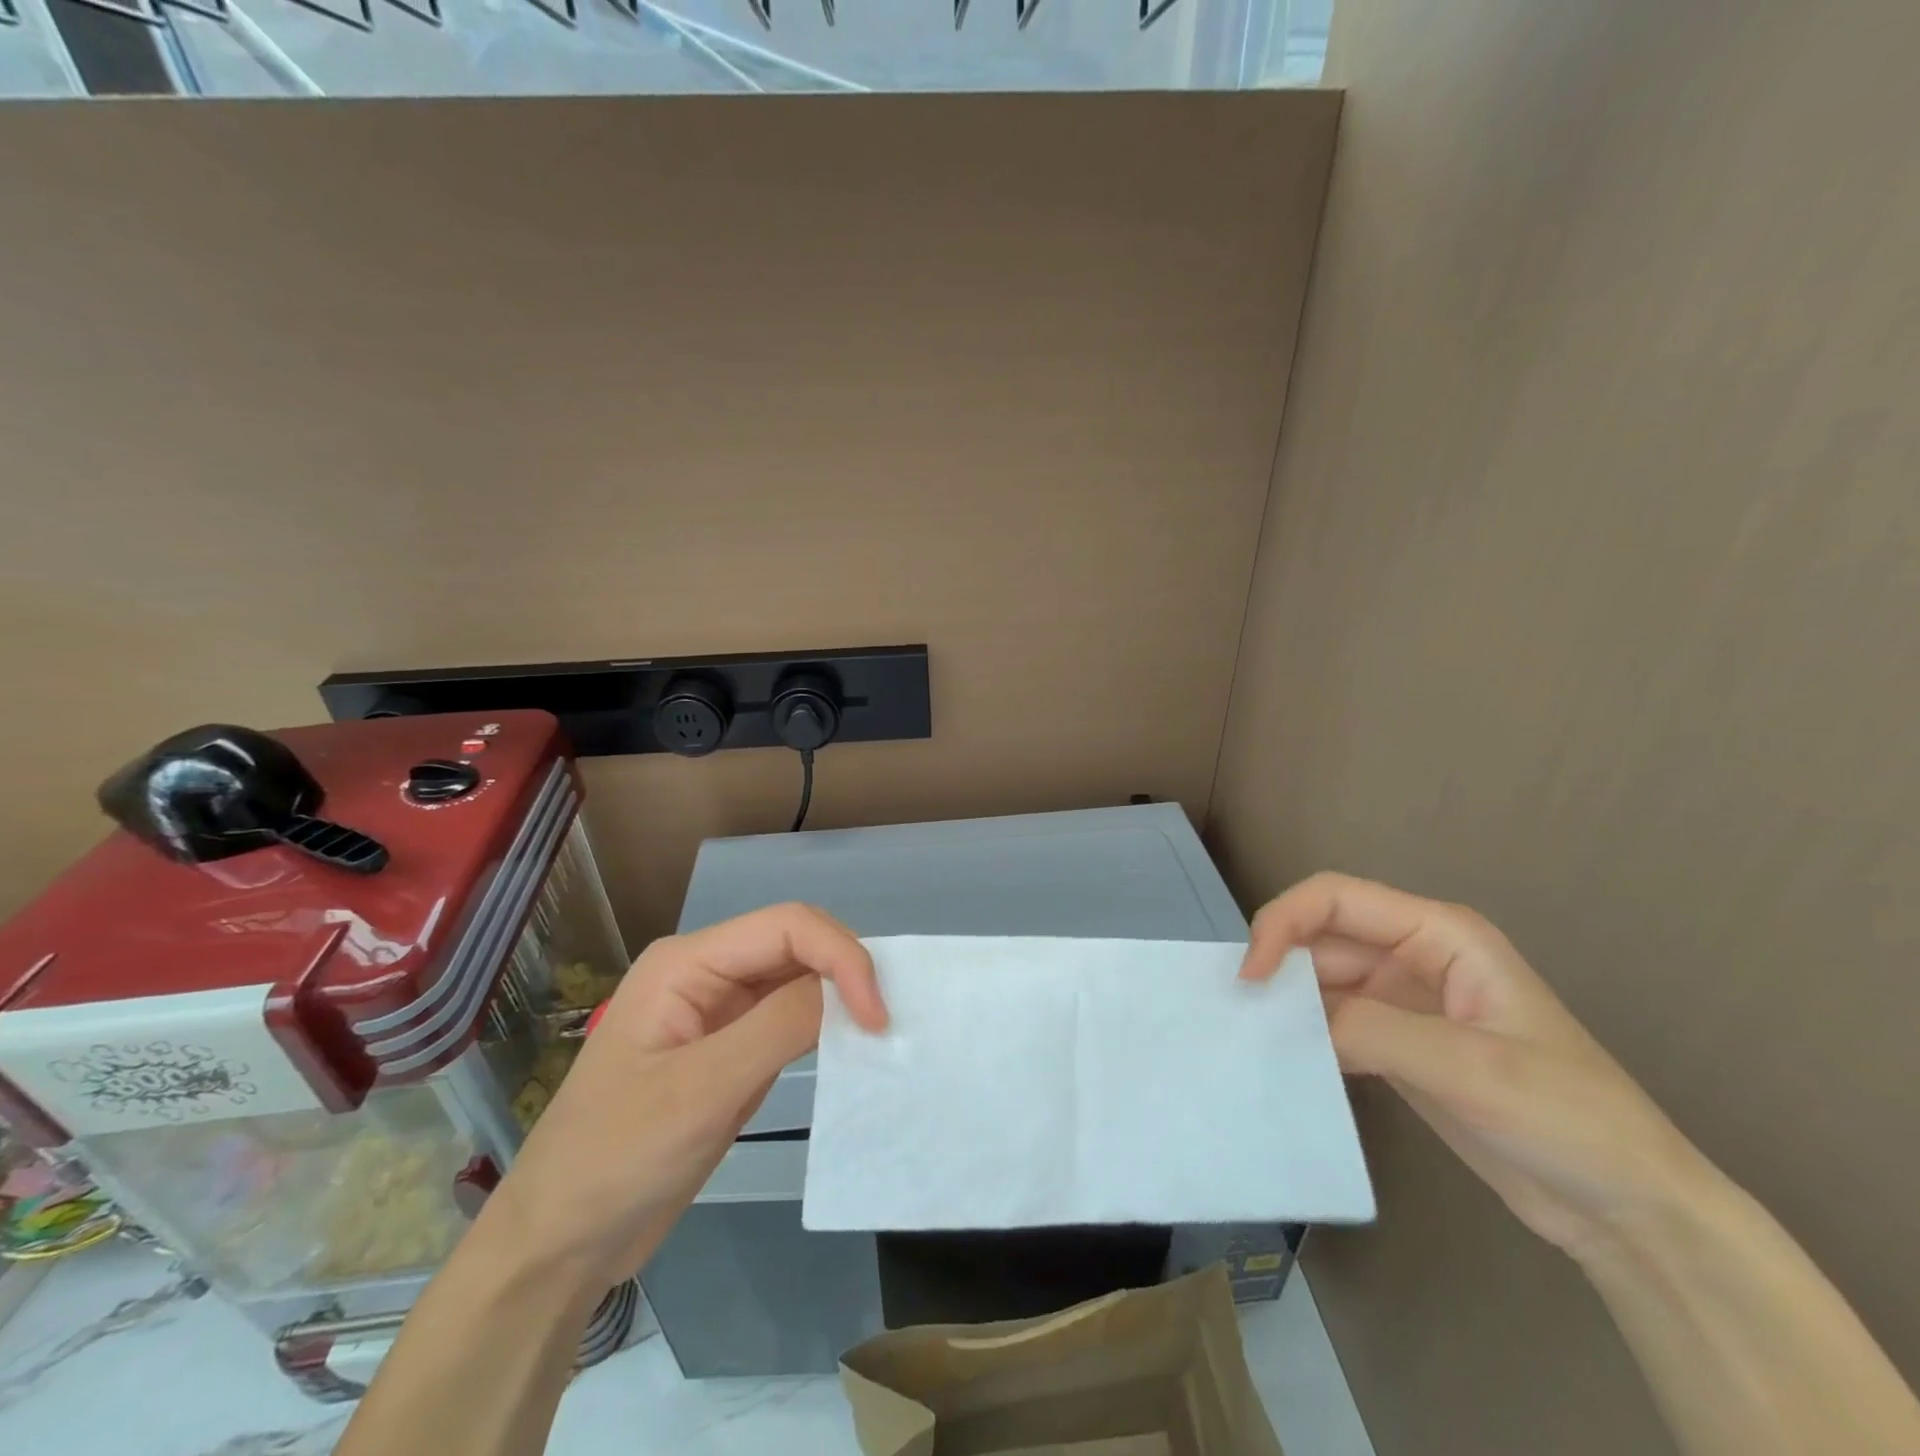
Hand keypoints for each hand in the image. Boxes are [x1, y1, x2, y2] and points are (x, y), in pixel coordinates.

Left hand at [482, 903, 885, 1285]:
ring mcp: (719, 1011)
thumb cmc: (617, 1159)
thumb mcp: (702, 1091)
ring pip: (798, 979)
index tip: (877, 1015)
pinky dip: (825, 1028)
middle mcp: (707, 972)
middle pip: (795, 945)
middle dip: (846, 972)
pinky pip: (790, 1020)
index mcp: (688, 962)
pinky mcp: (731, 1049)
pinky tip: (849, 1050)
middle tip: (886, 1024)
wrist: (559, 1245)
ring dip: (840, 998)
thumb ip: (779, 1026)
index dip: (841, 956)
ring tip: (878, 1034)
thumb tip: (849, 990)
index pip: (787, 926)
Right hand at [1240, 872, 1704, 1258]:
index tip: (1251, 976)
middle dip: (1278, 963)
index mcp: (1439, 935)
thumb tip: (1291, 1019)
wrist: (1629, 1212)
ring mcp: (1404, 1003)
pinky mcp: (1397, 1046)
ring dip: (1286, 1001)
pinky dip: (1303, 1034)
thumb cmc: (1568, 1118)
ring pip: (1321, 980)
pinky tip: (1281, 1058)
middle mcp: (1414, 956)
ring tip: (1248, 1035)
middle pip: (1322, 937)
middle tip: (1239, 1010)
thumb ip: (1372, 1031)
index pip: (1336, 899)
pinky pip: (1333, 1023)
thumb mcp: (1471, 1068)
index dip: (1283, 922)